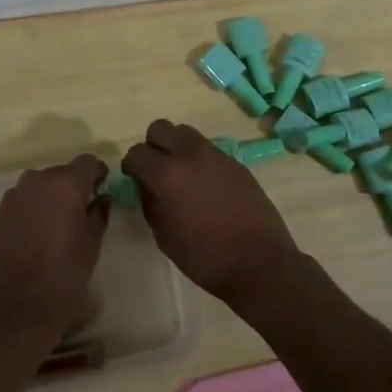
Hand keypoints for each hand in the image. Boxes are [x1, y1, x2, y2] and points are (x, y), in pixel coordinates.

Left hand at [0, 155, 109, 352]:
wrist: (18, 306)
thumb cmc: (65, 274)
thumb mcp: (92, 244)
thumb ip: (99, 213)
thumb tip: (101, 198)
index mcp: (66, 184)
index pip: (87, 162)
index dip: (97, 173)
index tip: (102, 188)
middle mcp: (38, 181)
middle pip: (61, 172)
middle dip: (73, 185)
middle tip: (82, 210)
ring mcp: (15, 195)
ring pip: (40, 185)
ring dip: (51, 196)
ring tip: (58, 222)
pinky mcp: (0, 213)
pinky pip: (23, 200)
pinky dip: (33, 208)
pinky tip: (37, 233)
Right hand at [122, 120, 300, 311]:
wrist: (260, 263)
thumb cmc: (205, 257)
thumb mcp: (164, 236)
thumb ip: (149, 203)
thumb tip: (146, 185)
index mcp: (168, 174)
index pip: (137, 153)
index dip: (131, 166)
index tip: (134, 179)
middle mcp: (190, 155)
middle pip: (160, 128)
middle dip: (152, 146)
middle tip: (155, 171)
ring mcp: (216, 155)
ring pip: (185, 132)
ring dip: (176, 147)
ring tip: (181, 175)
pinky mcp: (235, 162)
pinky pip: (208, 148)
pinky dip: (198, 159)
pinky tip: (205, 186)